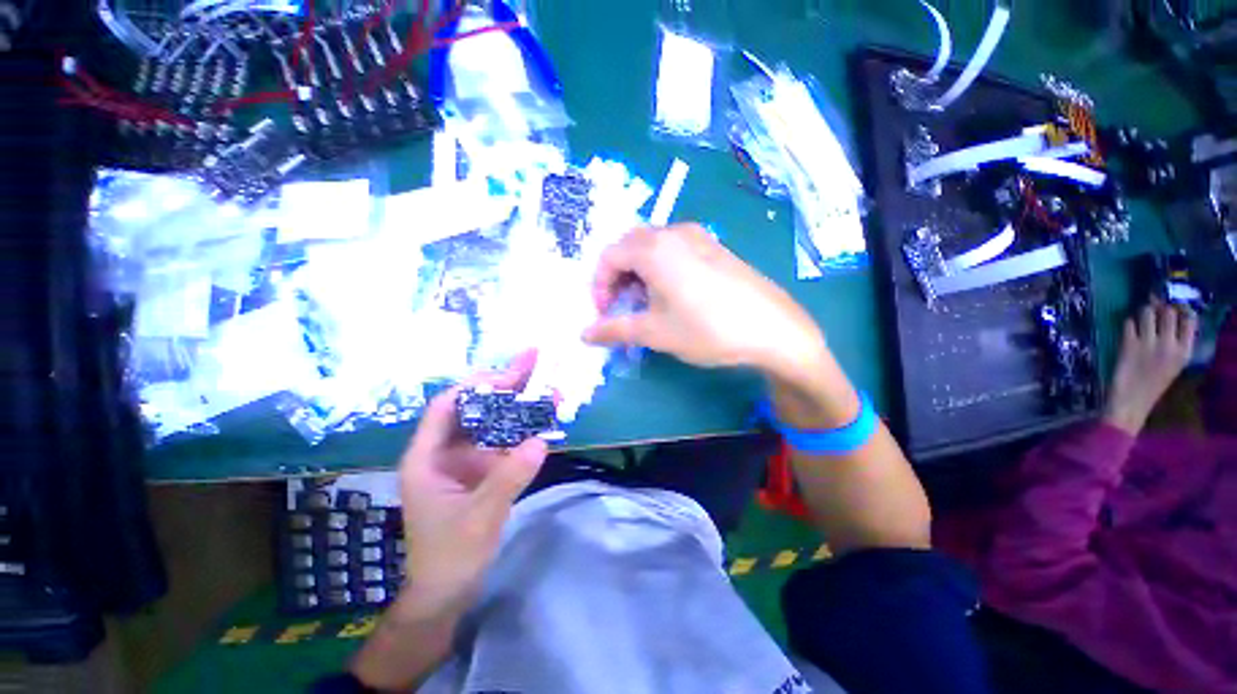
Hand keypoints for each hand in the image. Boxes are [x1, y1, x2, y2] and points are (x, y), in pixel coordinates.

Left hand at [397, 351, 548, 611]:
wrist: (448, 590)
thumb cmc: (449, 557)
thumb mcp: (479, 518)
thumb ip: (508, 479)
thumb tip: (541, 441)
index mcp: (428, 458)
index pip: (446, 408)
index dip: (475, 387)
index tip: (507, 375)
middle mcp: (446, 451)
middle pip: (475, 407)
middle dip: (504, 385)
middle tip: (533, 362)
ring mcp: (468, 459)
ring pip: (493, 421)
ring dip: (520, 404)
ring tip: (547, 385)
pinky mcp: (485, 468)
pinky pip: (506, 440)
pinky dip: (525, 428)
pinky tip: (545, 417)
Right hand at [582, 225, 827, 378]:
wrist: (773, 329)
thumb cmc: (707, 329)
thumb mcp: (656, 332)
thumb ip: (615, 329)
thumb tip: (584, 334)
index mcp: (654, 248)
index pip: (608, 257)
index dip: (599, 286)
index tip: (604, 313)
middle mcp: (674, 232)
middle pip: (629, 247)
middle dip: (617, 277)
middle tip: (621, 307)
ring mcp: (698, 236)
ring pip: (652, 246)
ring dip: (638, 272)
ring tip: (646, 303)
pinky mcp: (715, 247)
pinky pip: (675, 249)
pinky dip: (660, 267)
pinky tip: (672, 294)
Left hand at [1103, 301, 1197, 434]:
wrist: (1132, 402)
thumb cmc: (1153, 383)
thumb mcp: (1174, 363)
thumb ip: (1176, 342)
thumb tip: (1173, 316)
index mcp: (1184, 351)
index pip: (1190, 319)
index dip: (1181, 308)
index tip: (1174, 306)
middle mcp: (1169, 345)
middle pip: (1168, 311)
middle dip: (1160, 306)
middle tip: (1154, 306)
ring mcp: (1148, 344)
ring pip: (1147, 312)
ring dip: (1143, 311)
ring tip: (1141, 318)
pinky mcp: (1128, 345)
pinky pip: (1128, 323)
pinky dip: (1128, 322)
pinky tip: (1128, 328)